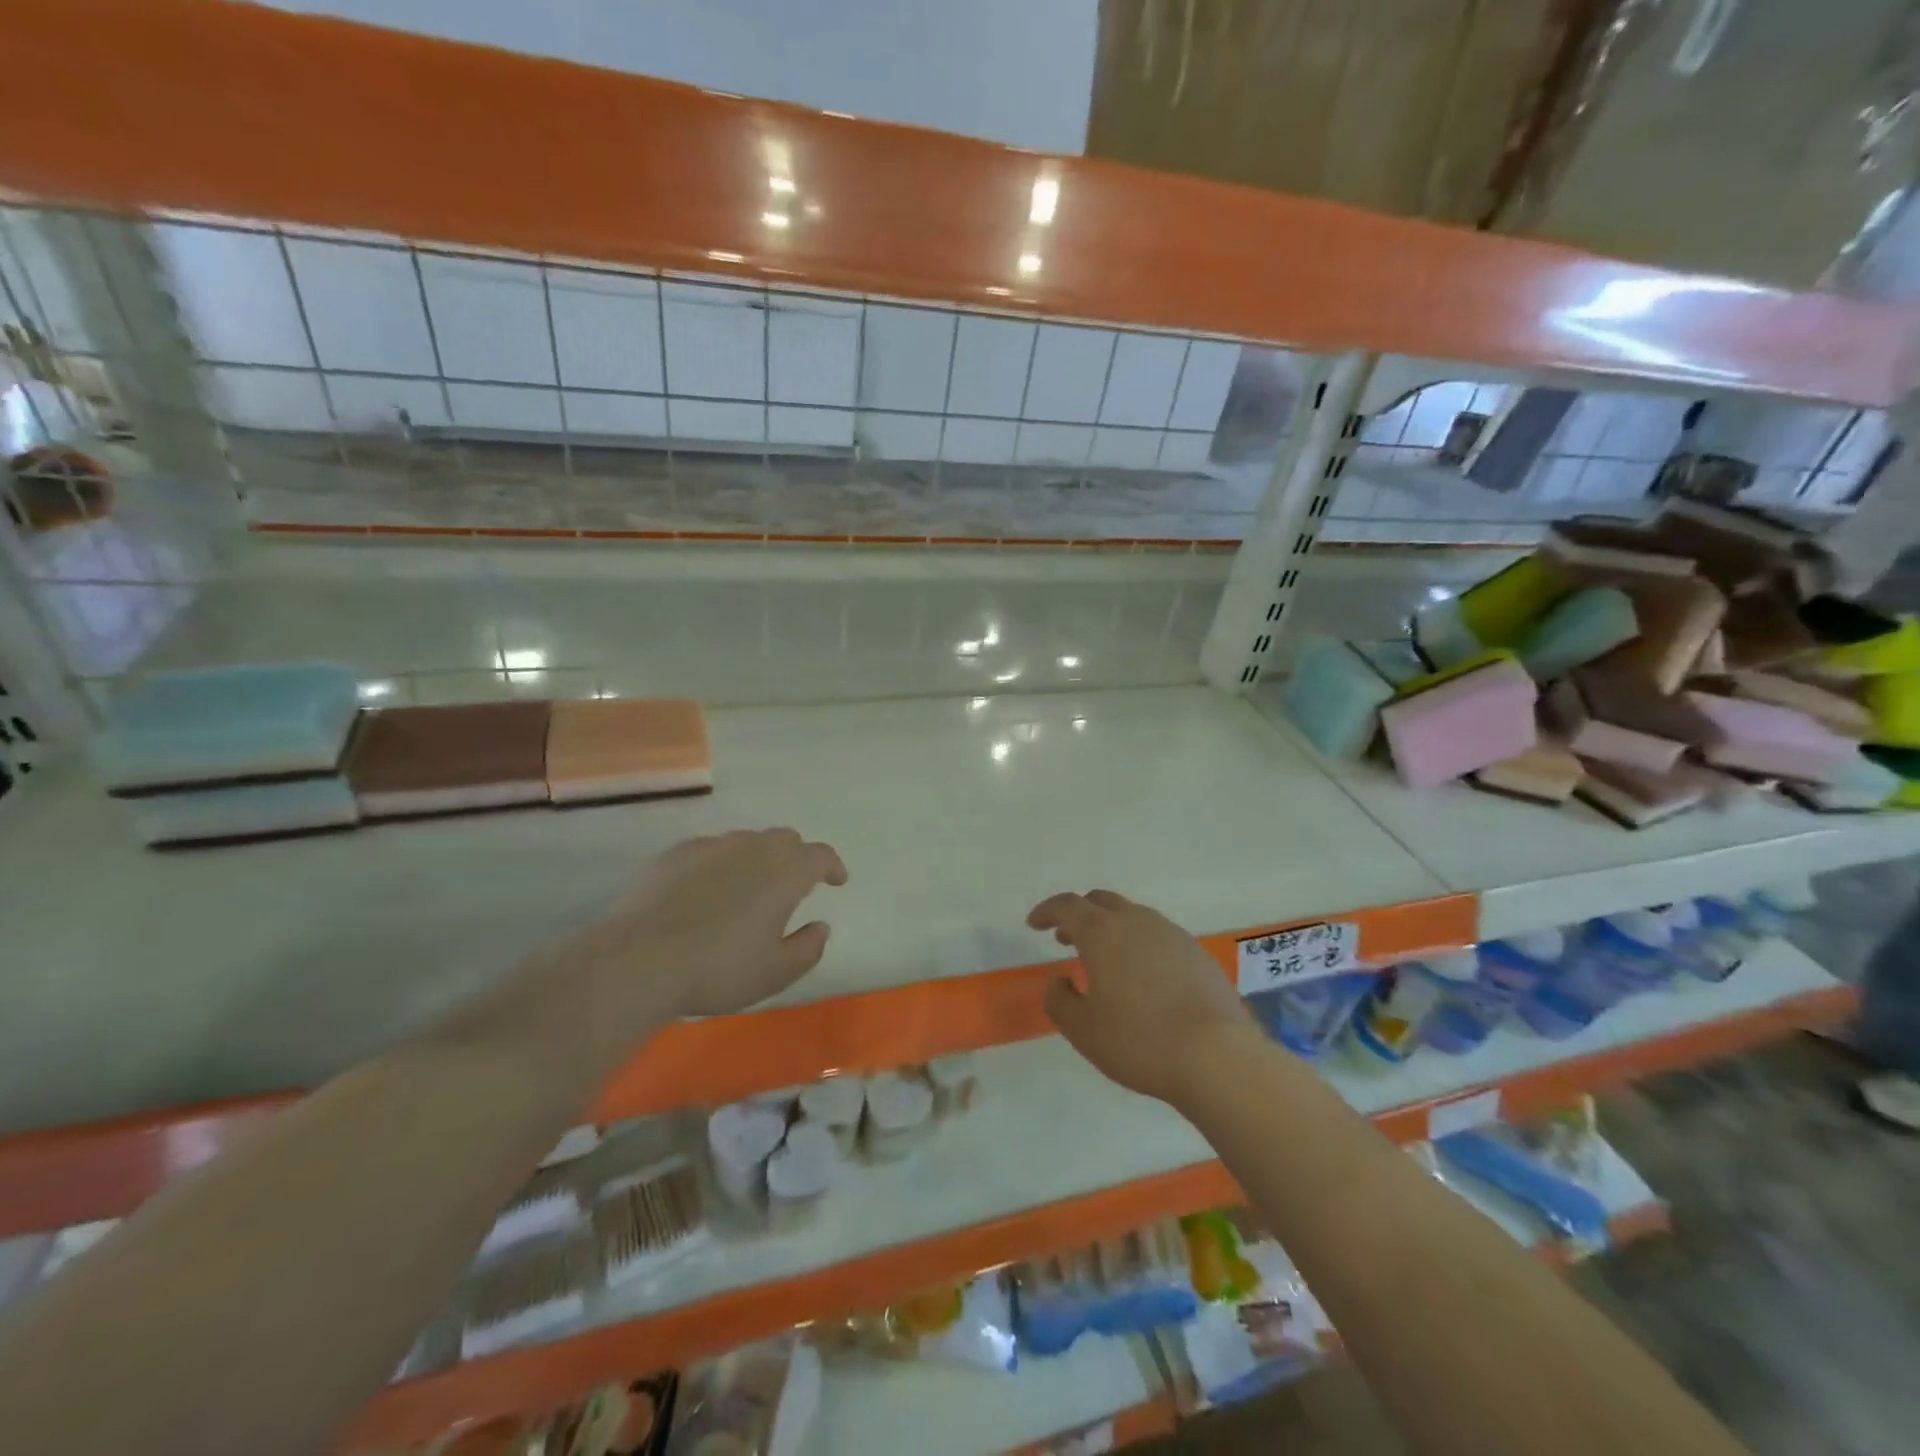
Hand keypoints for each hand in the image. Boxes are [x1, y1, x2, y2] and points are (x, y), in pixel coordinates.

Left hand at [587, 828, 847, 1019]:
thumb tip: (821, 926)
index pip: (820, 855)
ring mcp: (712, 846)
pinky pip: (710, 851)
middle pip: (785, 839)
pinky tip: (706, 890)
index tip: (836, 881)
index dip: (832, 866)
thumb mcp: (775, 972)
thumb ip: (808, 948)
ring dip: (758, 859)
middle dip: (796, 858)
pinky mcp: (675, 854)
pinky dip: (720, 864)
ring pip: (746, 841)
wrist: (641, 959)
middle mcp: (753, 848)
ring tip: (749, 888)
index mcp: (786, 872)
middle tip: (794, 884)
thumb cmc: (720, 968)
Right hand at [1028, 889, 1257, 1104]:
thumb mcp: (1083, 1030)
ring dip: (1110, 928)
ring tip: (1104, 959)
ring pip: (1132, 916)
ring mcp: (1171, 933)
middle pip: (1100, 902)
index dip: (1047, 911)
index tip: (1034, 924)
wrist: (1218, 1056)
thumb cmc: (1139, 1041)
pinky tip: (1142, 976)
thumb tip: (1058, 981)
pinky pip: (1157, 935)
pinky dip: (1139, 944)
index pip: (1067, 906)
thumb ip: (1059, 1000)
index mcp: (1102, 932)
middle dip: (1079, 915)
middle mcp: (1136, 921)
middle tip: (1065, 939)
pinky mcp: (1197, 952)